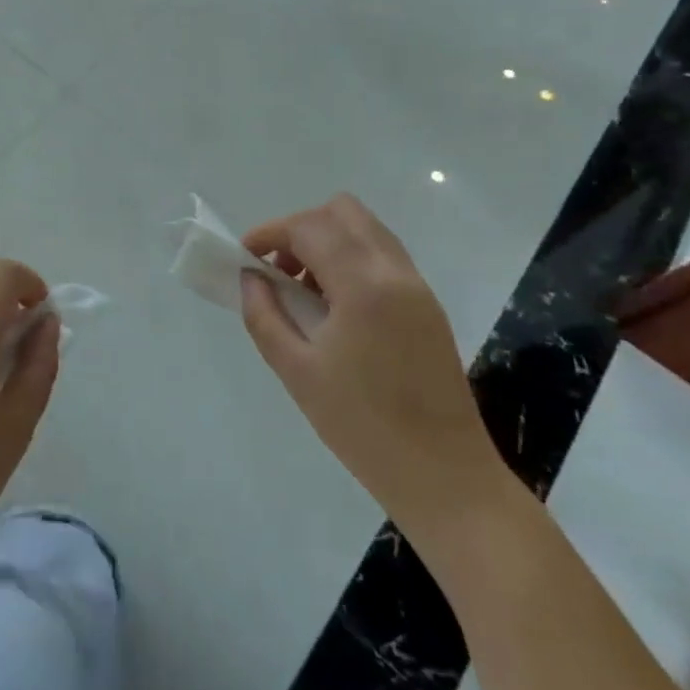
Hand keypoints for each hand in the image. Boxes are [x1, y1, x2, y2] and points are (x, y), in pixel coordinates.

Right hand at [240, 195, 508, 540]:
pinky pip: (382, 257)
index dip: (270, 232)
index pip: (309, 227)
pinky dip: (350, 260)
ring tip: (302, 290)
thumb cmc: (363, 427)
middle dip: (301, 229)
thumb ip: (264, 316)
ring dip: (327, 242)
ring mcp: (418, 287)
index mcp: (364, 285)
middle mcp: (396, 272)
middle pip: (343, 212)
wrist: (445, 478)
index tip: (245, 257)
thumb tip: (250, 278)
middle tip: (277, 269)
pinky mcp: (428, 306)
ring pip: (366, 230)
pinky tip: (334, 307)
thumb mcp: (297, 372)